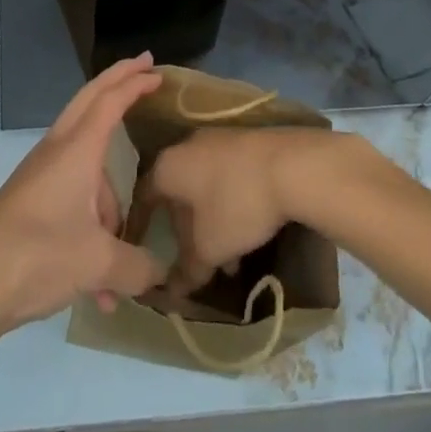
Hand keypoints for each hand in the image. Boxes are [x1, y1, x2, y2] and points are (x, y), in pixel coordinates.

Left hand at [0, 56, 166, 334]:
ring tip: (122, 267)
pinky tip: (99, 291)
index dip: (135, 83)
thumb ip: (138, 266)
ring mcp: (41, 175)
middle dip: (119, 82)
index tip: (158, 71)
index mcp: (77, 150)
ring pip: (89, 168)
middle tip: (145, 66)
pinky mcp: (31, 201)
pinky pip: (75, 200)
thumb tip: (160, 274)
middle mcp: (58, 151)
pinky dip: (92, 232)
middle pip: (91, 101)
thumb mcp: (97, 264)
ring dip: (112, 205)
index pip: (110, 101)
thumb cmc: (37, 256)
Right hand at [146, 126, 361, 294]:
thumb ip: (187, 270)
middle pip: (177, 194)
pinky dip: (230, 205)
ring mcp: (218, 139)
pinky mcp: (245, 141)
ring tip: (231, 260)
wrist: (291, 165)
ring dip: (212, 224)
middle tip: (197, 263)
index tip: (141, 248)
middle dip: (186, 232)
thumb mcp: (209, 247)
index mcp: (168, 166)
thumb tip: (172, 292)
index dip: (140, 226)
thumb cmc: (236, 204)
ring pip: (205, 188)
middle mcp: (187, 145)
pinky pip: (227, 176)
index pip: (143, 198)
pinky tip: (250, 231)